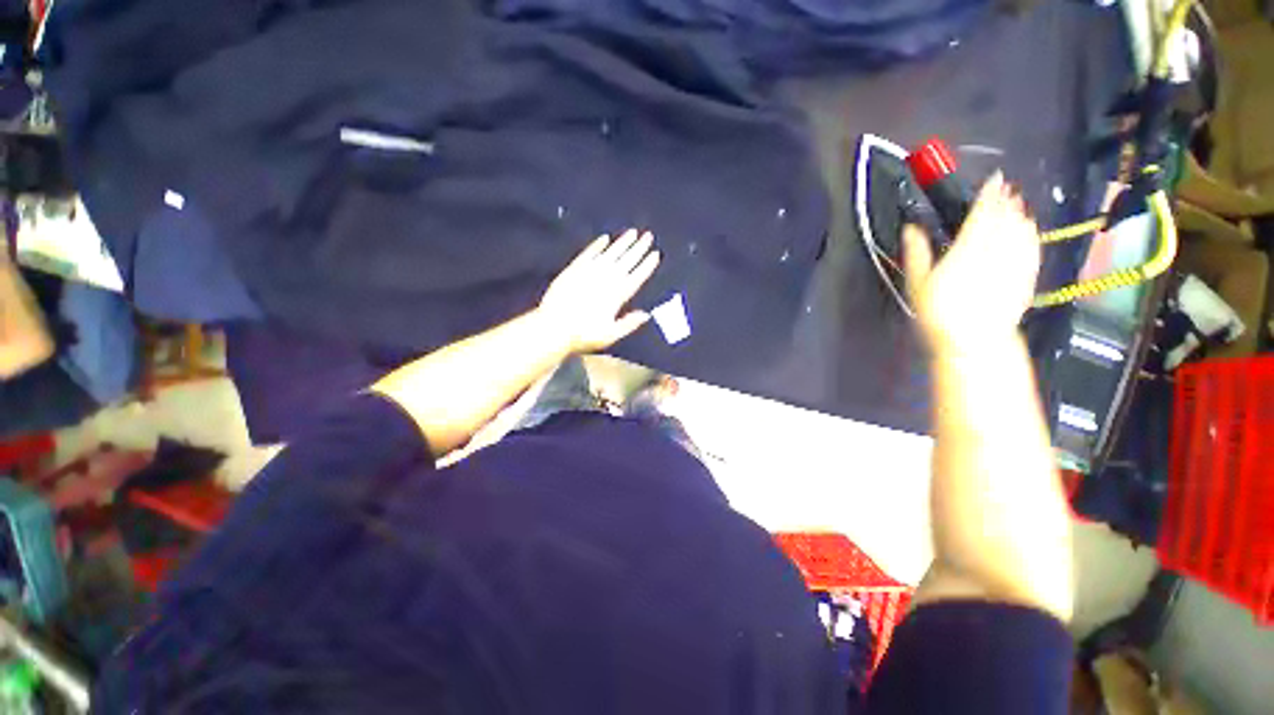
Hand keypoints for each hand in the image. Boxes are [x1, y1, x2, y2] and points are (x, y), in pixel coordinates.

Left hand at [538, 228, 660, 354]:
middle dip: (638, 248)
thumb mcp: (610, 335)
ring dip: (622, 242)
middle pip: (626, 261)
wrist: (554, 328)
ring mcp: (589, 272)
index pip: (636, 276)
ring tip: (632, 232)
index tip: (656, 254)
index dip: (647, 265)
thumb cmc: (584, 335)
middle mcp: (606, 280)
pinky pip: (589, 253)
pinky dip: (597, 245)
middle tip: (648, 235)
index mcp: (617, 295)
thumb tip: (646, 314)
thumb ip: (629, 324)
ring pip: (610, 253)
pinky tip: (605, 238)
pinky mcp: (574, 269)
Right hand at [902, 172, 1040, 352]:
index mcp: (966, 250)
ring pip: (1021, 232)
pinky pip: (1032, 249)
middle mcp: (995, 251)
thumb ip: (916, 253)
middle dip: (1005, 202)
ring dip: (1020, 215)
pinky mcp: (1026, 277)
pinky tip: (1030, 230)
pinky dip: (1031, 235)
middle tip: (1006, 187)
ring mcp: (1014, 264)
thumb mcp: (917, 284)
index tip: (993, 179)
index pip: (981, 215)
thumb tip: (911, 228)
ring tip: (1018, 204)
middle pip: (1004, 220)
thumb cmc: (937, 313)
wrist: (973, 342)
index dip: (987, 195)